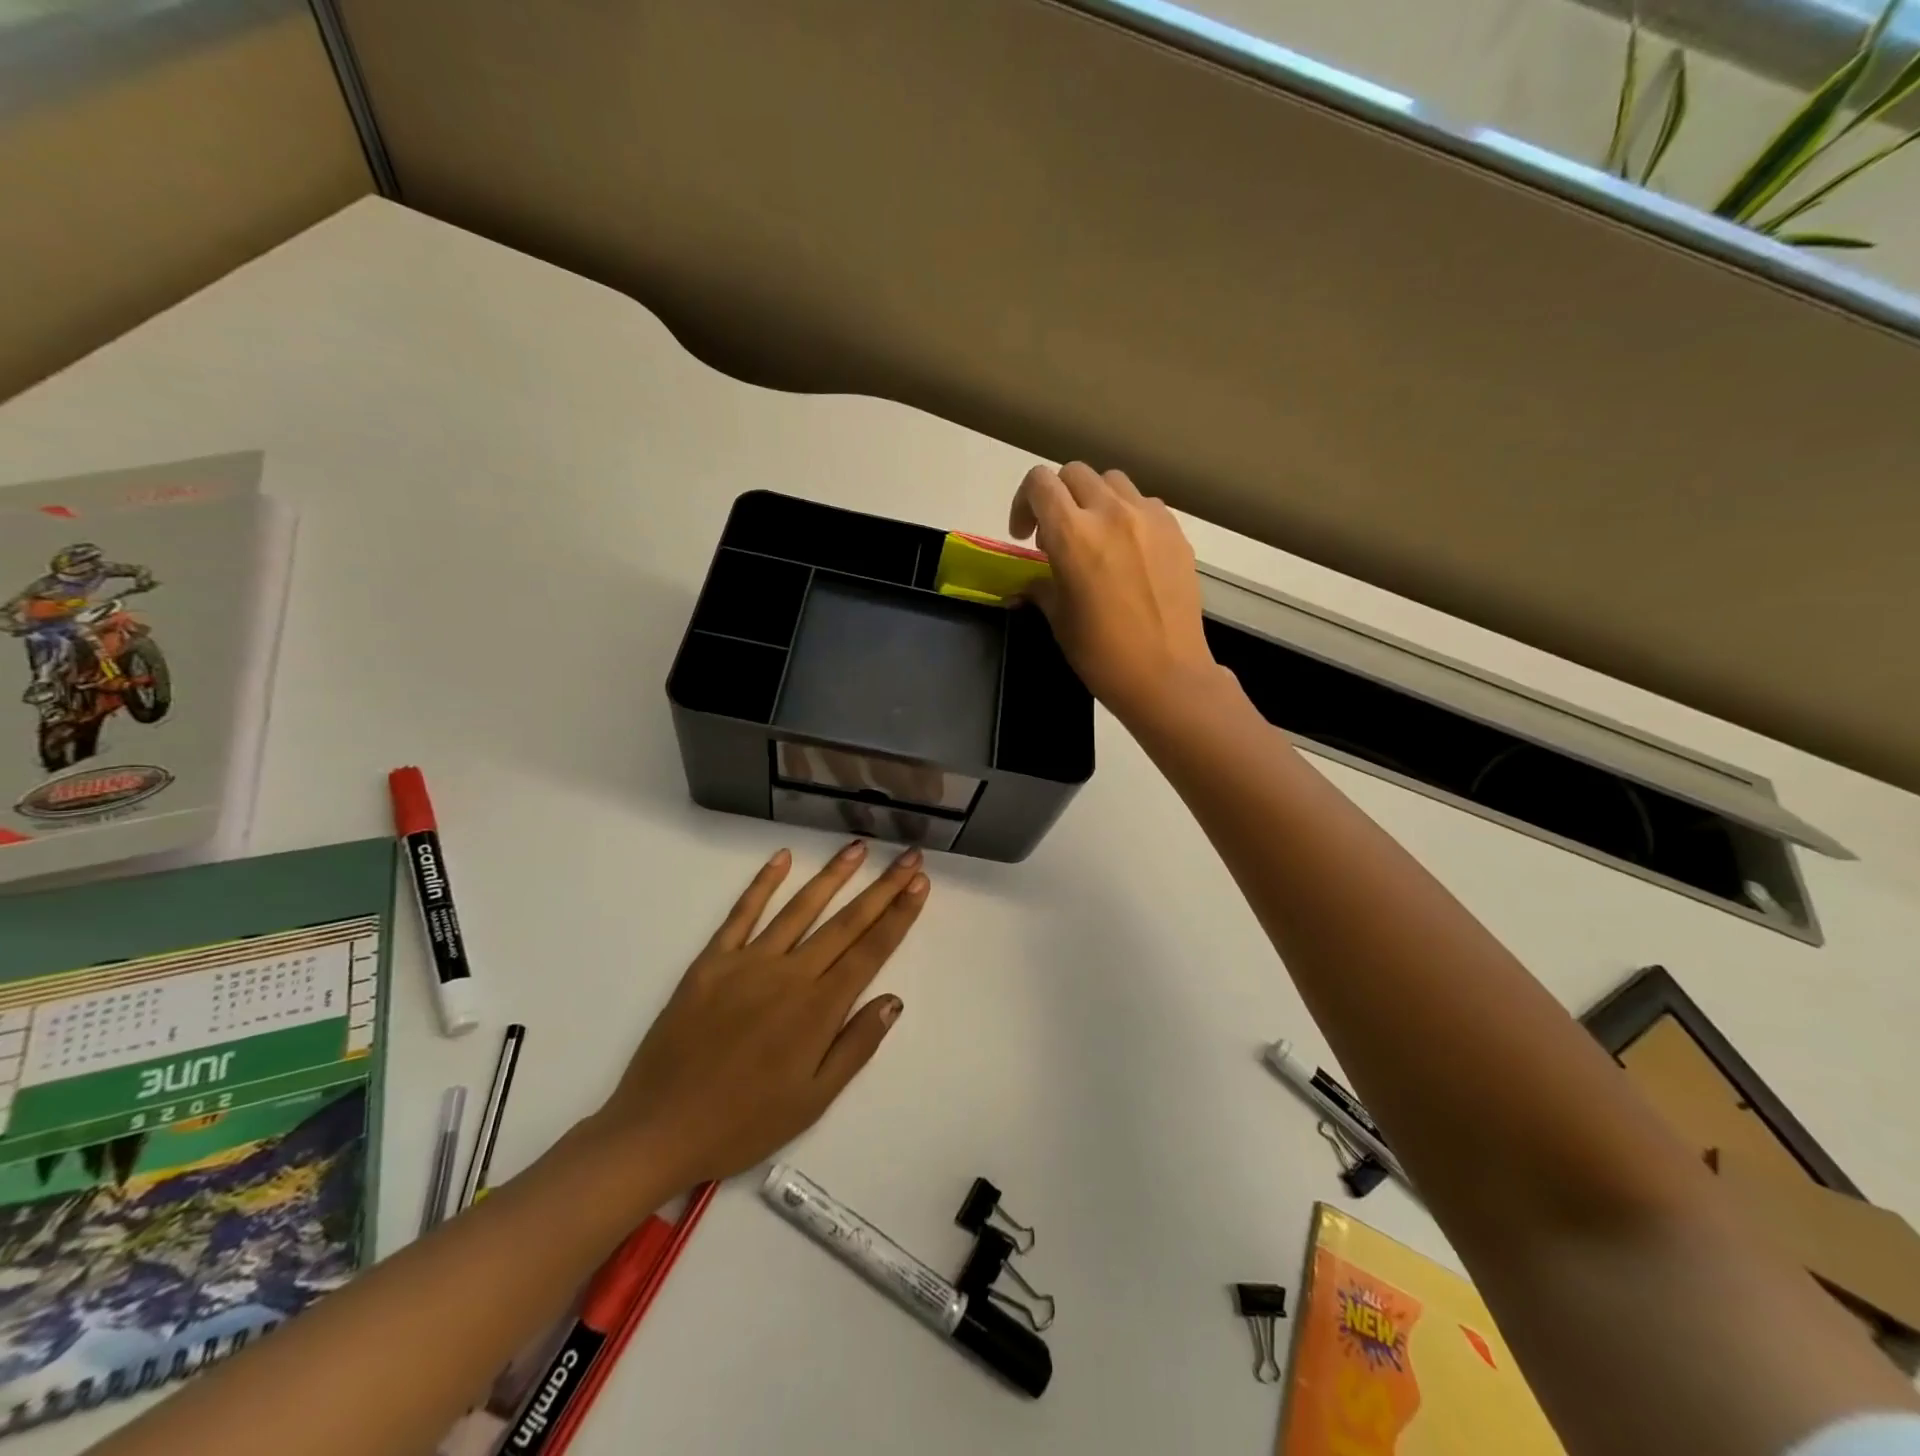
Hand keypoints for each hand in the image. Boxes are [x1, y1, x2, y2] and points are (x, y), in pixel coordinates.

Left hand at [593, 841, 927, 1191]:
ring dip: (833, 875)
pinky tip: (782, 858)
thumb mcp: (813, 1101)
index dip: (899, 915)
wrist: (658, 1129)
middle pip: (846, 922)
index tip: (920, 884)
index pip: (870, 950)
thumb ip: (855, 1046)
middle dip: (882, 887)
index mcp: (818, 1010)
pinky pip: (741, 914)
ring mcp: (748, 962)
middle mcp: (790, 975)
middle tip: (909, 856)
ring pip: (800, 908)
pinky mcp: (711, 961)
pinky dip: (763, 883)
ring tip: (859, 847)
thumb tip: (892, 999)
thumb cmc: (744, 1123)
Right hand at [1010, 462, 1223, 720]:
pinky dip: (1128, 515)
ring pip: (1113, 482)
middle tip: (1055, 536)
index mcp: (1073, 534)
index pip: (1039, 483)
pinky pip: (1144, 504)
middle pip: (1075, 474)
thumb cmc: (1102, 654)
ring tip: (1095, 538)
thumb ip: (1041, 587)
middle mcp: (1111, 513)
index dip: (1023, 503)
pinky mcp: (1175, 532)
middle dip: (1058, 498)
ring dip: (1094, 501)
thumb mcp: (1060, 620)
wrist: (1166, 675)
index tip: (1024, 535)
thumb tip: (1028, 584)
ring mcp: (1149, 518)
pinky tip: (1129, 551)